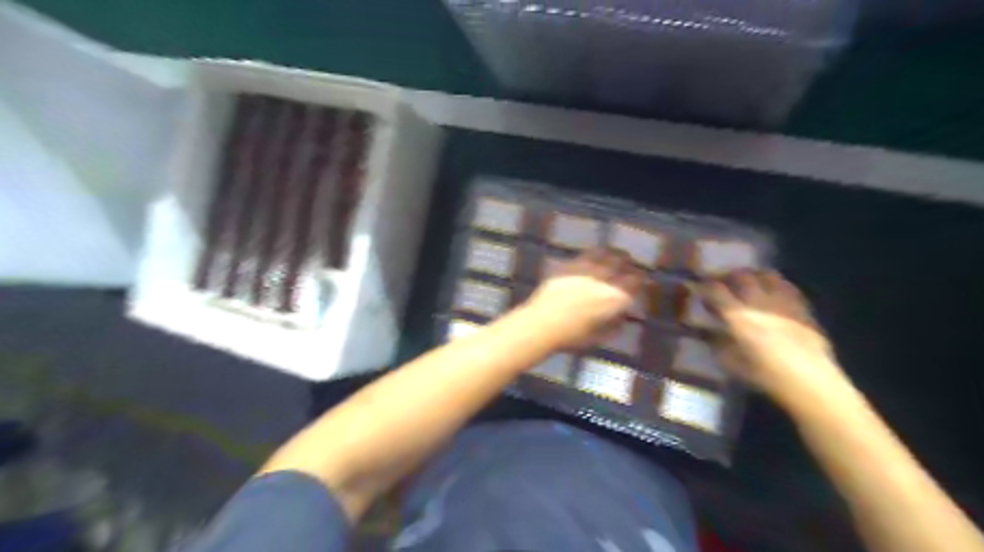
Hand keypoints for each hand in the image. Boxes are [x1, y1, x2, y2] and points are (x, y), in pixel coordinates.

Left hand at [523, 247, 646, 347]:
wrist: (541, 325)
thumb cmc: (571, 337)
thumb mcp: (599, 337)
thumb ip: (614, 325)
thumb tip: (622, 316)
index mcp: (615, 297)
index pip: (637, 281)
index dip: (642, 280)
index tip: (642, 282)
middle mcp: (604, 279)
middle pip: (624, 262)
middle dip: (630, 264)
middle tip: (631, 267)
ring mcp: (586, 269)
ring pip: (607, 253)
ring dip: (615, 254)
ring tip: (616, 256)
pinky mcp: (569, 265)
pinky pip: (587, 253)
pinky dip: (596, 253)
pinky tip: (594, 257)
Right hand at [699, 270, 846, 403]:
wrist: (810, 383)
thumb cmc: (766, 376)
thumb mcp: (731, 363)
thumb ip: (718, 344)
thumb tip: (709, 333)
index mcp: (738, 317)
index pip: (715, 290)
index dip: (703, 286)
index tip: (696, 286)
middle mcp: (759, 303)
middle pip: (741, 275)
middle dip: (727, 275)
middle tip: (719, 281)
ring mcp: (783, 302)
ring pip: (766, 275)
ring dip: (752, 274)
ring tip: (746, 281)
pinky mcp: (802, 307)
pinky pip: (787, 286)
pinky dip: (775, 283)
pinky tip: (772, 291)